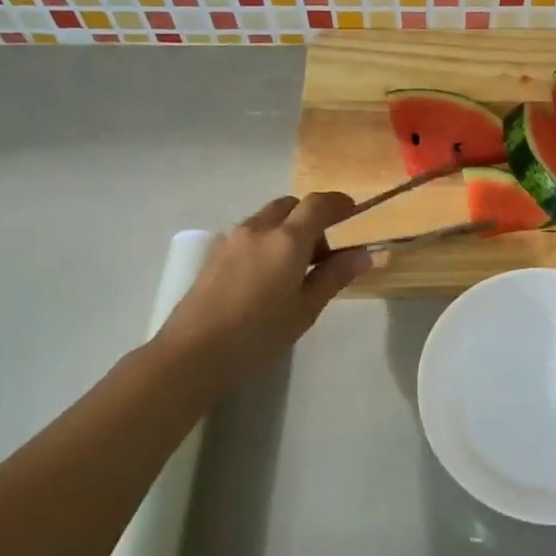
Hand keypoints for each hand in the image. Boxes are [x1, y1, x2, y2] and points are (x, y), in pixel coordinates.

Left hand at [156, 193, 369, 376]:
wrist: (193, 352)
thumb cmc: (258, 334)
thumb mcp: (305, 309)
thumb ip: (334, 276)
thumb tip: (362, 254)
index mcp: (287, 240)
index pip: (318, 205)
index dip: (338, 203)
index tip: (352, 212)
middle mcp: (259, 229)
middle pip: (291, 205)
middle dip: (311, 217)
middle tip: (323, 252)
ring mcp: (232, 239)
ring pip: (268, 218)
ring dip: (288, 228)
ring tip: (294, 267)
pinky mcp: (215, 253)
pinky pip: (250, 233)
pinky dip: (267, 239)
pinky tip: (266, 275)